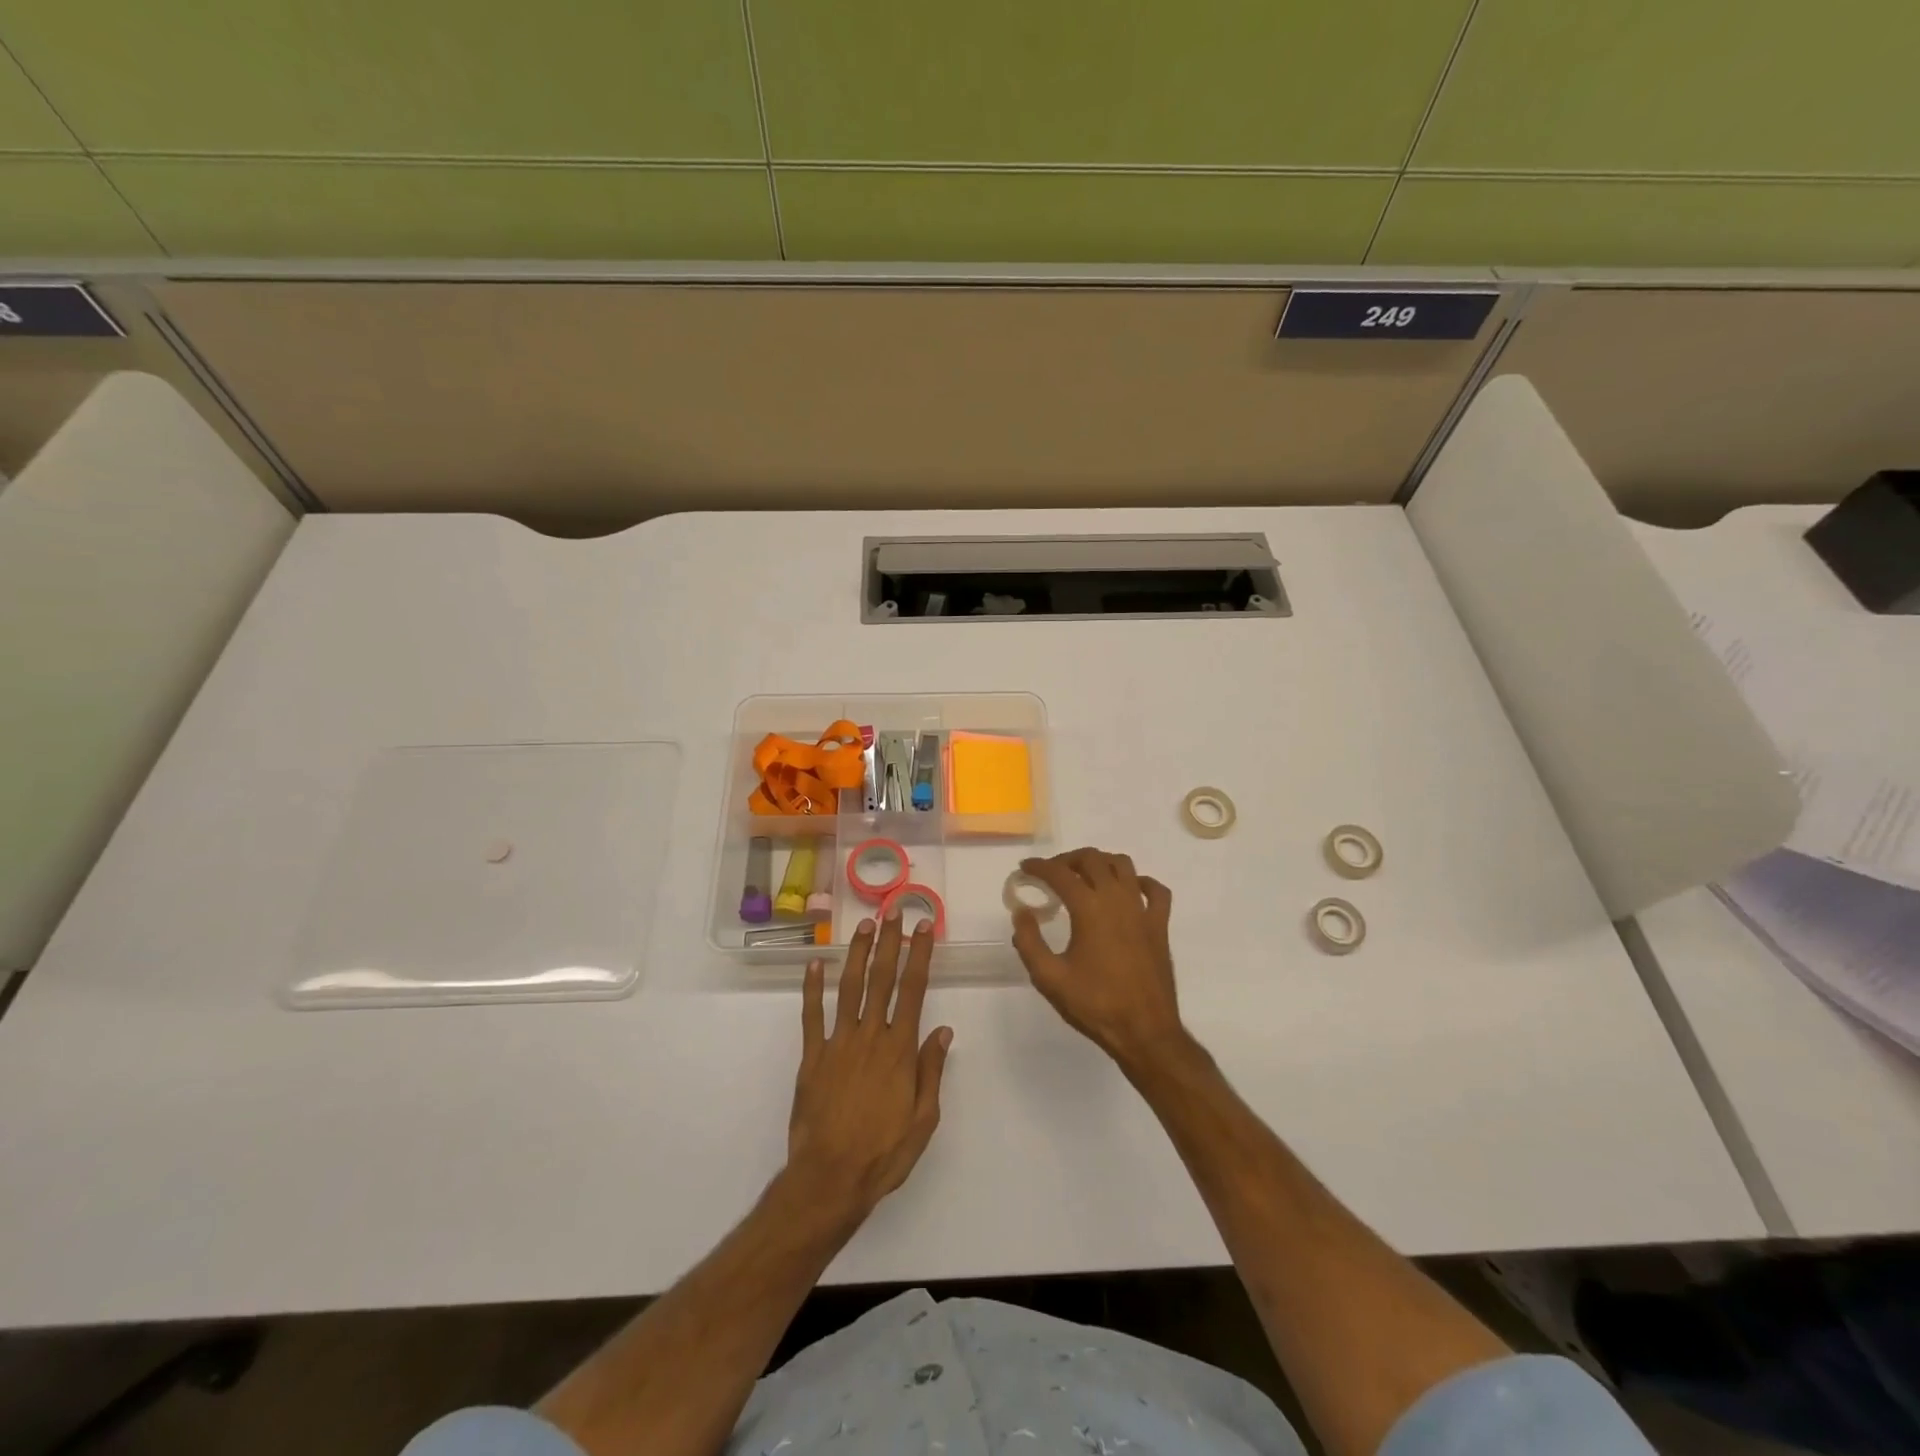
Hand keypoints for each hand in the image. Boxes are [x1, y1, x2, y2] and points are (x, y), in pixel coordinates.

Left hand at [786, 914, 952, 1226]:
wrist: (829, 1179)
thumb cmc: (883, 1154)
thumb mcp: (923, 1120)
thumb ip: (931, 1071)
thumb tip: (943, 1029)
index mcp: (899, 1050)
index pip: (913, 990)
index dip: (919, 955)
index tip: (923, 928)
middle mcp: (869, 1036)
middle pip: (882, 980)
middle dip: (890, 943)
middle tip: (894, 912)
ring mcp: (838, 1044)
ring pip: (849, 988)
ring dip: (858, 955)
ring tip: (865, 927)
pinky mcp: (812, 1057)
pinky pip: (812, 1016)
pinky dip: (812, 988)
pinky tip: (814, 964)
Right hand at [1011, 848, 1186, 1070]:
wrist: (1145, 1031)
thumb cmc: (1095, 1005)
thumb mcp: (1049, 978)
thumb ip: (1029, 942)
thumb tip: (1022, 912)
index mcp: (1089, 908)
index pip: (1060, 874)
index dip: (1039, 867)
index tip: (1025, 868)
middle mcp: (1117, 899)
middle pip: (1092, 859)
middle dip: (1067, 859)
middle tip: (1051, 874)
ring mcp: (1142, 910)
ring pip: (1123, 865)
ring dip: (1100, 863)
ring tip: (1084, 877)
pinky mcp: (1160, 925)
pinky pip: (1155, 890)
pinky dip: (1140, 882)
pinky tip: (1128, 891)